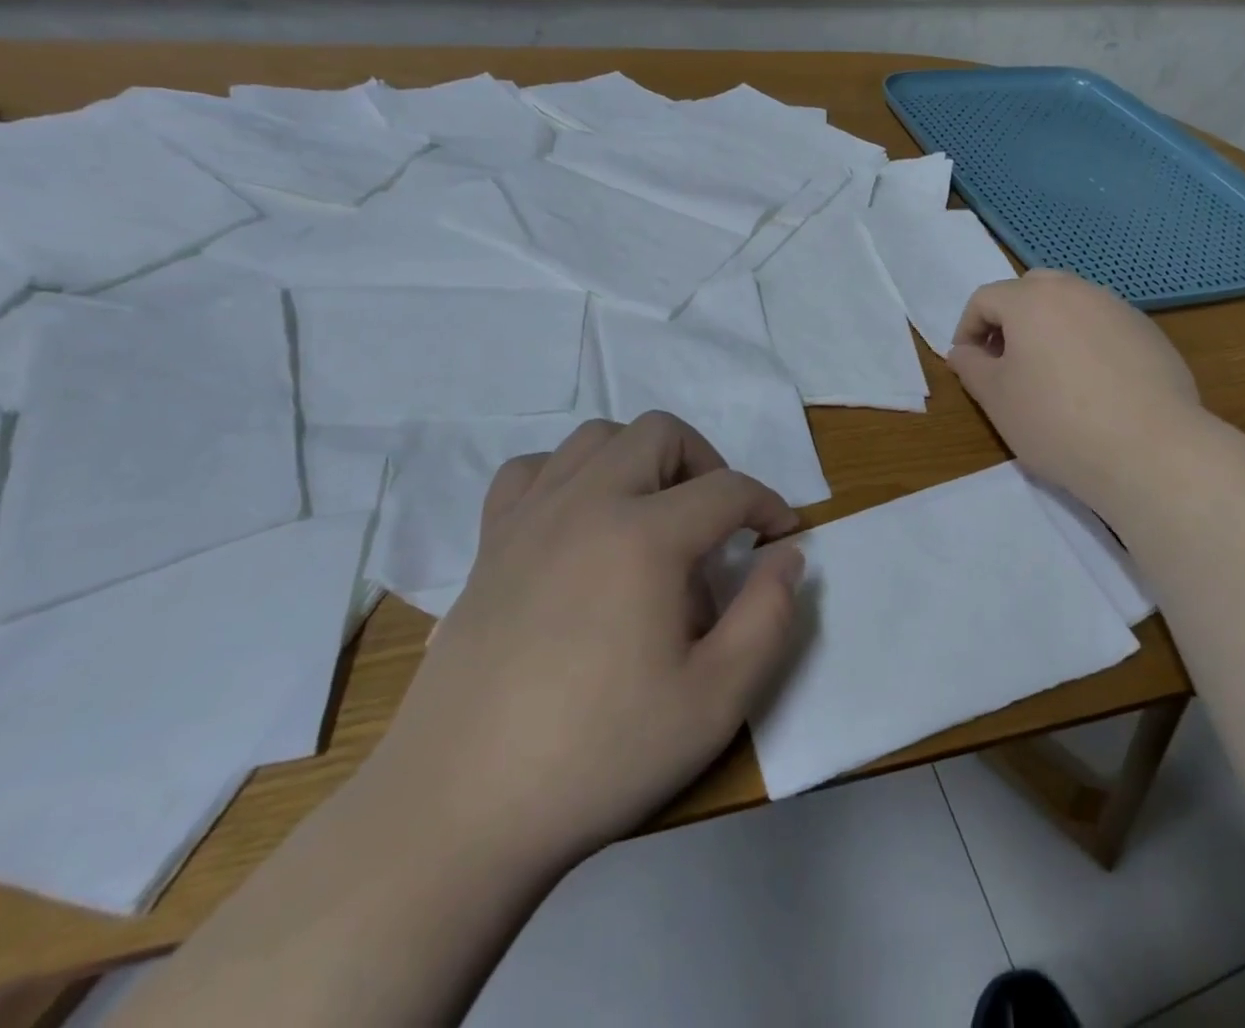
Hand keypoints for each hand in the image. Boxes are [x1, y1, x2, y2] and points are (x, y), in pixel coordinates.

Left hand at [366, 412, 803, 881]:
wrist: (458, 811)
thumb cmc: (599, 755)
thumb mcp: (716, 700)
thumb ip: (768, 617)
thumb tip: (786, 555)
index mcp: (644, 536)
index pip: (728, 489)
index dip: (768, 505)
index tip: (781, 536)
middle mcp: (586, 503)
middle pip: (660, 433)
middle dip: (707, 464)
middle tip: (719, 523)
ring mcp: (530, 518)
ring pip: (597, 437)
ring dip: (641, 460)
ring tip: (654, 516)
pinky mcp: (489, 544)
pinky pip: (532, 471)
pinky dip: (569, 476)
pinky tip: (580, 523)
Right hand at [949, 270, 1206, 509]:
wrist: (1150, 450)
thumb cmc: (1057, 421)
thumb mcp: (997, 399)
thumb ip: (971, 367)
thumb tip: (963, 351)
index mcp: (1032, 300)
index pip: (985, 298)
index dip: (967, 328)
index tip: (969, 363)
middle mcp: (1076, 291)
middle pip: (1031, 289)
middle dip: (1011, 318)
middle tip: (1007, 361)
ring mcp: (1119, 309)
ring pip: (1072, 304)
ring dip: (1051, 328)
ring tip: (1051, 374)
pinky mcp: (1150, 334)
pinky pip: (1105, 326)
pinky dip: (1087, 343)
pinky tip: (1094, 386)